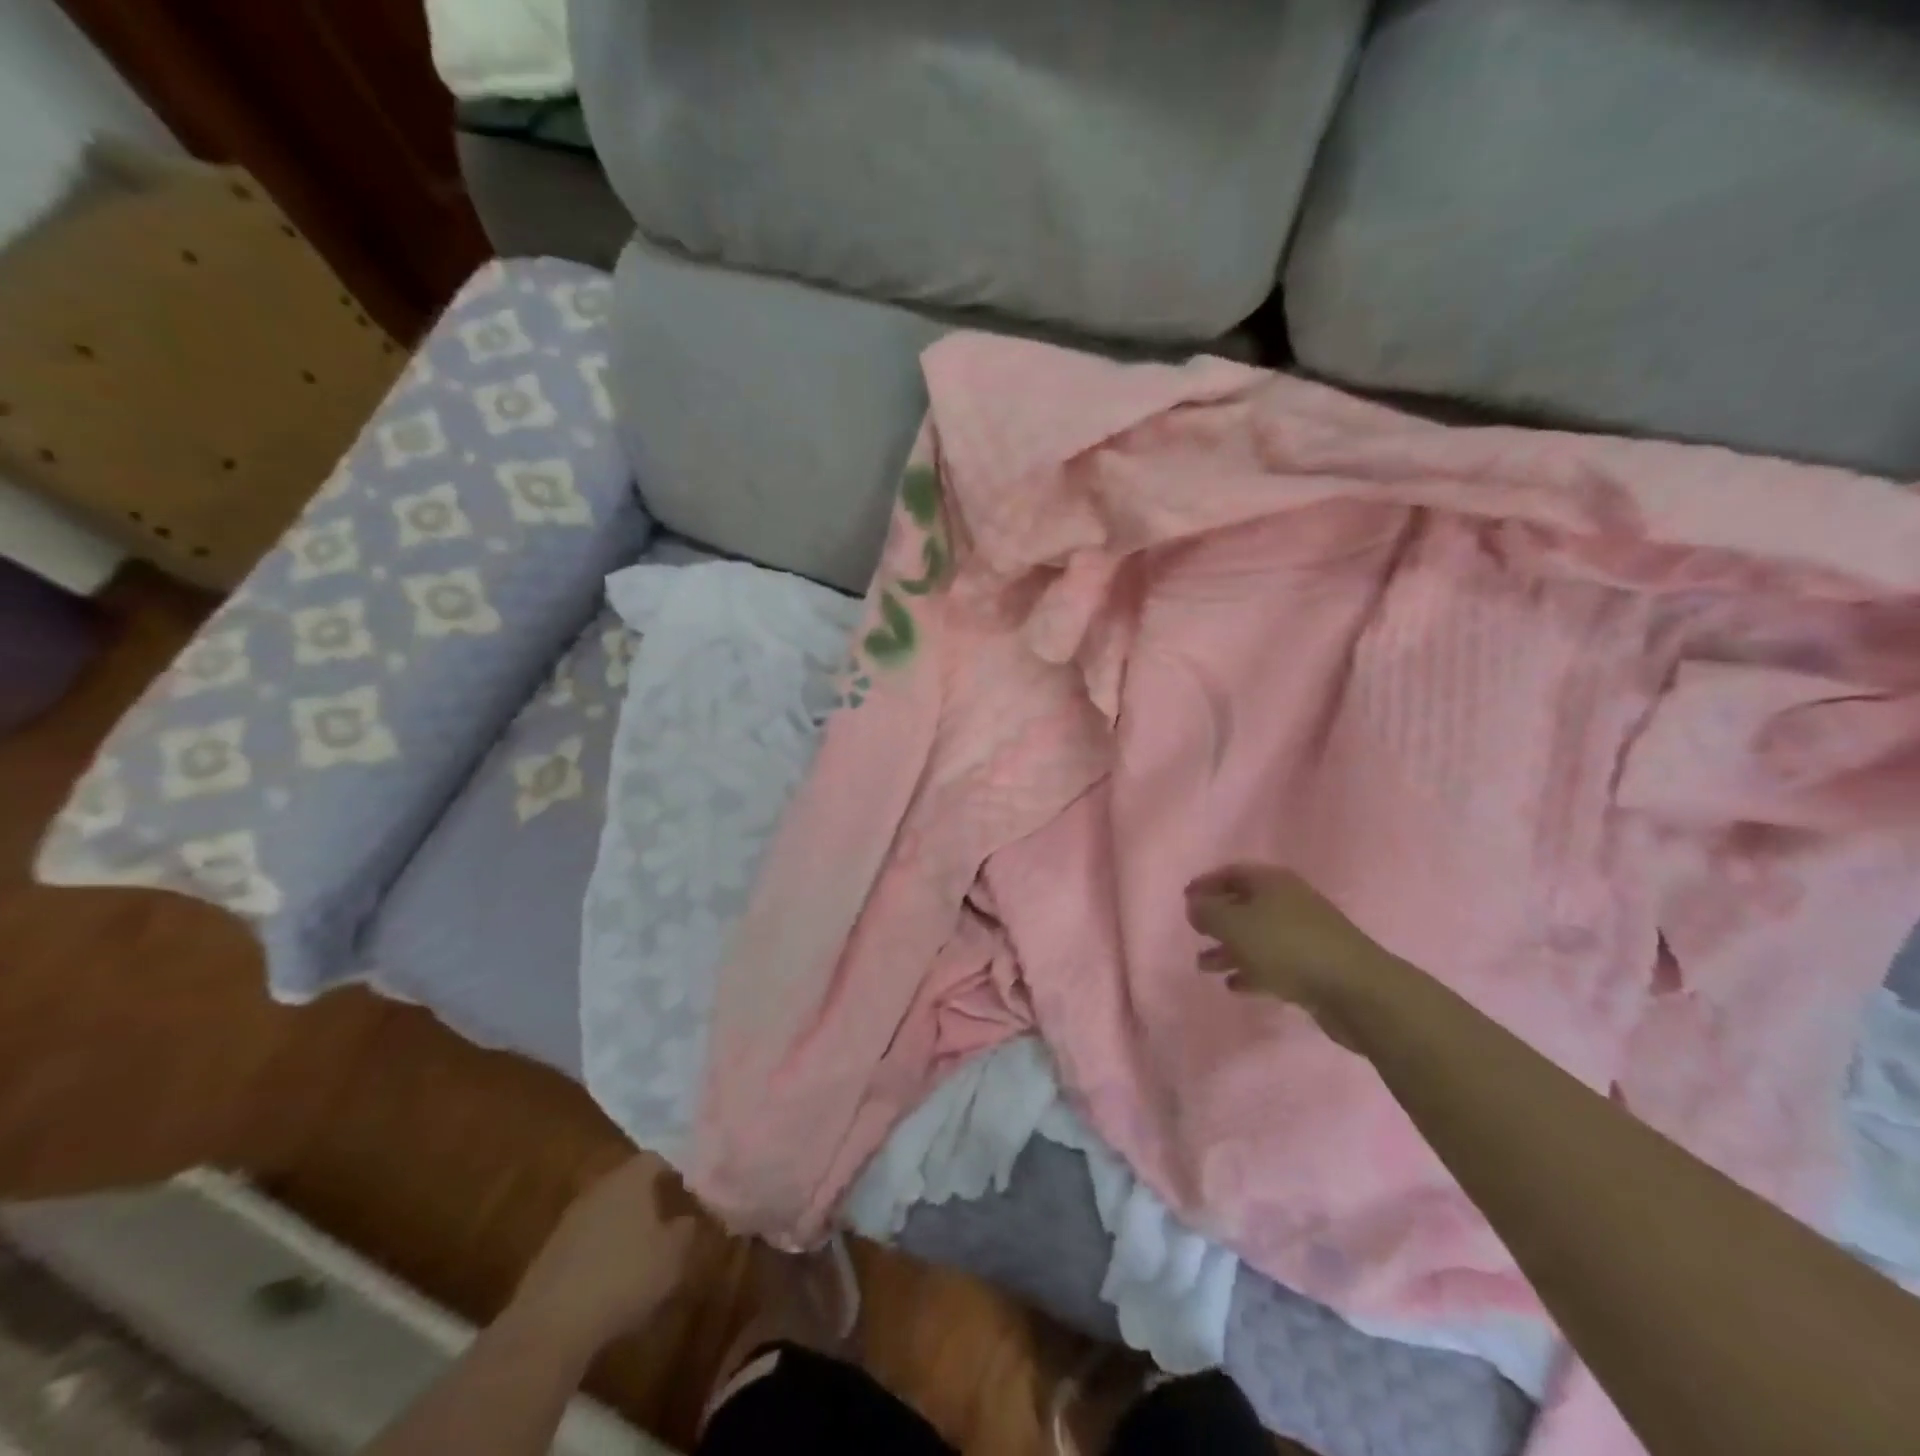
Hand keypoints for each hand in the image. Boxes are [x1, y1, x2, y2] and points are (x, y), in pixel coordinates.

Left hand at [509, 1155, 699, 1355]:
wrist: (550, 1325)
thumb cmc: (624, 1277)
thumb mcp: (671, 1258)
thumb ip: (684, 1233)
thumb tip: (686, 1220)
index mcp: (630, 1180)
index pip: (653, 1160)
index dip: (669, 1172)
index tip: (681, 1191)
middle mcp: (598, 1190)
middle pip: (624, 1184)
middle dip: (643, 1201)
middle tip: (661, 1222)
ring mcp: (568, 1222)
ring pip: (602, 1213)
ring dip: (618, 1229)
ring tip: (636, 1255)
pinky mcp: (547, 1255)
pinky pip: (583, 1243)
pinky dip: (597, 1254)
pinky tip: (607, 1281)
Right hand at [1185, 864, 1408, 1050]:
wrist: (1356, 990)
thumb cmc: (1287, 947)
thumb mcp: (1235, 925)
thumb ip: (1207, 912)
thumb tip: (1194, 905)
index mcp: (1272, 882)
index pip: (1231, 873)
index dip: (1206, 883)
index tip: (1185, 898)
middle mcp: (1289, 902)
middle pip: (1245, 905)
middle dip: (1217, 920)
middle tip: (1194, 933)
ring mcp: (1304, 935)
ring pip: (1257, 937)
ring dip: (1229, 950)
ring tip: (1204, 967)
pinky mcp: (1314, 966)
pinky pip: (1274, 964)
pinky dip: (1251, 971)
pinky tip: (1234, 986)